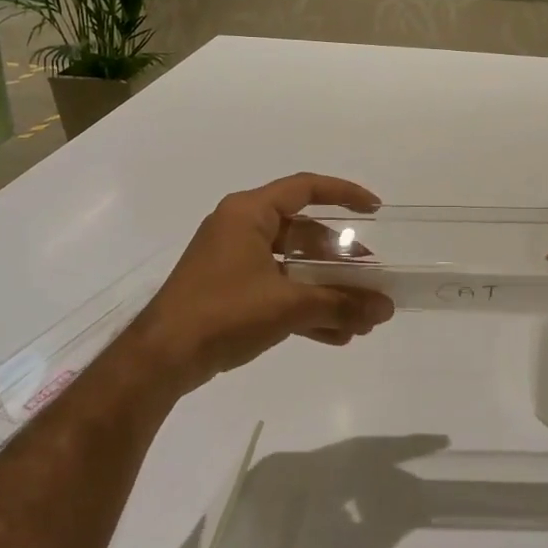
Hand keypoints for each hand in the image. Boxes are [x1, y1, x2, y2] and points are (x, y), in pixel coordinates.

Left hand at [130, 173, 395, 391]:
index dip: (344, 194)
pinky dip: (303, 306)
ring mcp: (233, 260)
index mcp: (249, 213)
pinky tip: (334, 335)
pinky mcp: (229, 290)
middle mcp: (241, 228)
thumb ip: (340, 304)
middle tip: (370, 280)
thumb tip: (385, 309)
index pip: (305, 188)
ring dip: (325, 290)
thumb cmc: (224, 313)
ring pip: (292, 265)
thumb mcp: (288, 306)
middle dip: (340, 260)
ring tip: (359, 318)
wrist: (162, 358)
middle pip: (303, 233)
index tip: (375, 210)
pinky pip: (277, 288)